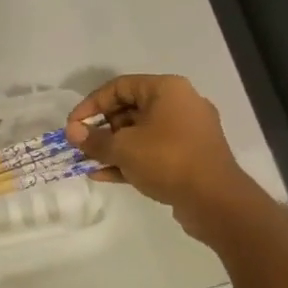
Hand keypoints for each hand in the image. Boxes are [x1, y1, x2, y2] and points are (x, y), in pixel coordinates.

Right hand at [65, 74, 262, 239]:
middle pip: (129, 109)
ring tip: (87, 162)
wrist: (215, 200)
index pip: (119, 87)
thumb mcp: (123, 148)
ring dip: (113, 147)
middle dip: (101, 129)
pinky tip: (104, 175)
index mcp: (166, 90)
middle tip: (80, 145)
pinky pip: (153, 151)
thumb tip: (72, 132)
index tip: (72, 126)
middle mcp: (180, 104)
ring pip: (140, 133)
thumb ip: (94, 139)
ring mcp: (187, 132)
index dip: (90, 105)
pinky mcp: (189, 156)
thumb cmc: (167, 160)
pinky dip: (130, 159)